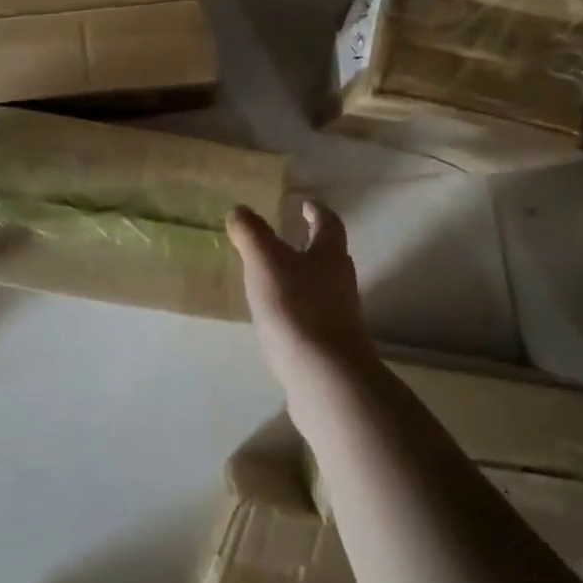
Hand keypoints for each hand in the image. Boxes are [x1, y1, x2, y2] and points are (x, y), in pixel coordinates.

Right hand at [226, 200, 375, 385]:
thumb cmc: (297, 309)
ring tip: (276, 279)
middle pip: (330, 256)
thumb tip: (240, 210)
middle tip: (289, 238)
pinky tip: (279, 321)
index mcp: (330, 255)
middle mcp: (341, 282)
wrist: (326, 378)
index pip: (329, 223)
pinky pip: (314, 318)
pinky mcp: (332, 347)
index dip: (317, 211)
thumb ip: (252, 234)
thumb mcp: (265, 262)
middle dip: (311, 245)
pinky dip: (298, 311)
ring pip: (323, 287)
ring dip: (304, 278)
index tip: (306, 203)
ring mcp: (341, 317)